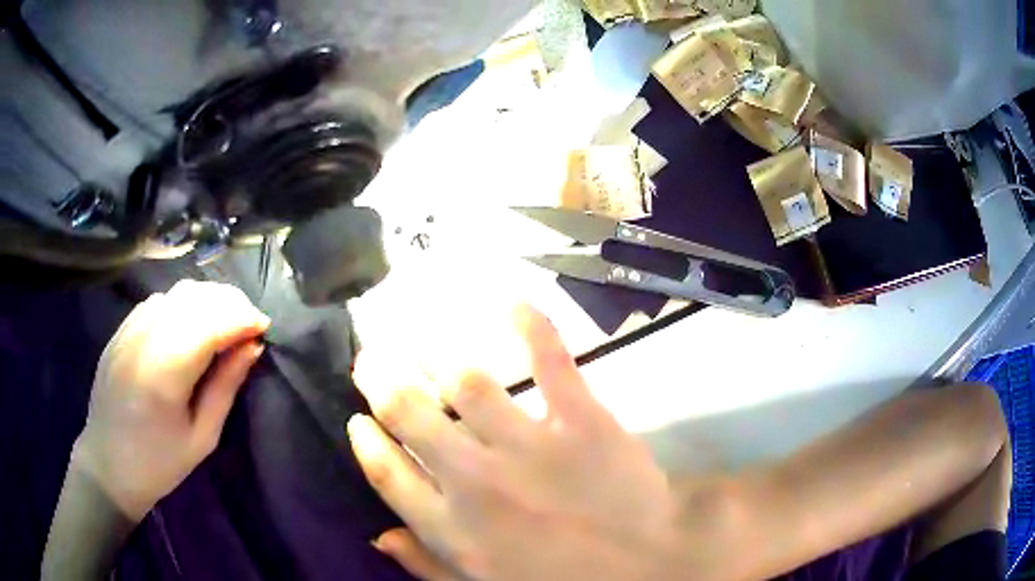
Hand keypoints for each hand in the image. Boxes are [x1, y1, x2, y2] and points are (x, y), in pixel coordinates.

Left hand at [74, 280, 269, 521]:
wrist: (108, 464)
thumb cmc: (159, 462)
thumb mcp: (202, 437)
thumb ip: (226, 386)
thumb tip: (252, 347)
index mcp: (165, 371)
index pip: (211, 322)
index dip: (242, 318)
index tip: (264, 329)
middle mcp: (145, 337)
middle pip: (195, 297)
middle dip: (230, 302)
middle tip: (249, 326)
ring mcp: (129, 328)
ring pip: (177, 292)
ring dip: (207, 300)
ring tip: (223, 324)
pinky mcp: (121, 328)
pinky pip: (158, 301)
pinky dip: (182, 305)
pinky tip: (189, 327)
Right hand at [350, 305, 687, 580]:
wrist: (652, 571)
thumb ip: (429, 566)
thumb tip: (381, 536)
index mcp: (454, 529)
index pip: (388, 475)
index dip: (367, 443)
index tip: (356, 418)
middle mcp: (477, 481)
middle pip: (412, 415)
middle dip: (383, 381)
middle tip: (371, 357)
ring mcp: (529, 446)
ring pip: (467, 384)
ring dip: (437, 358)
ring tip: (422, 344)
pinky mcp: (582, 420)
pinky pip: (551, 362)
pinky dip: (531, 327)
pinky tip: (511, 303)